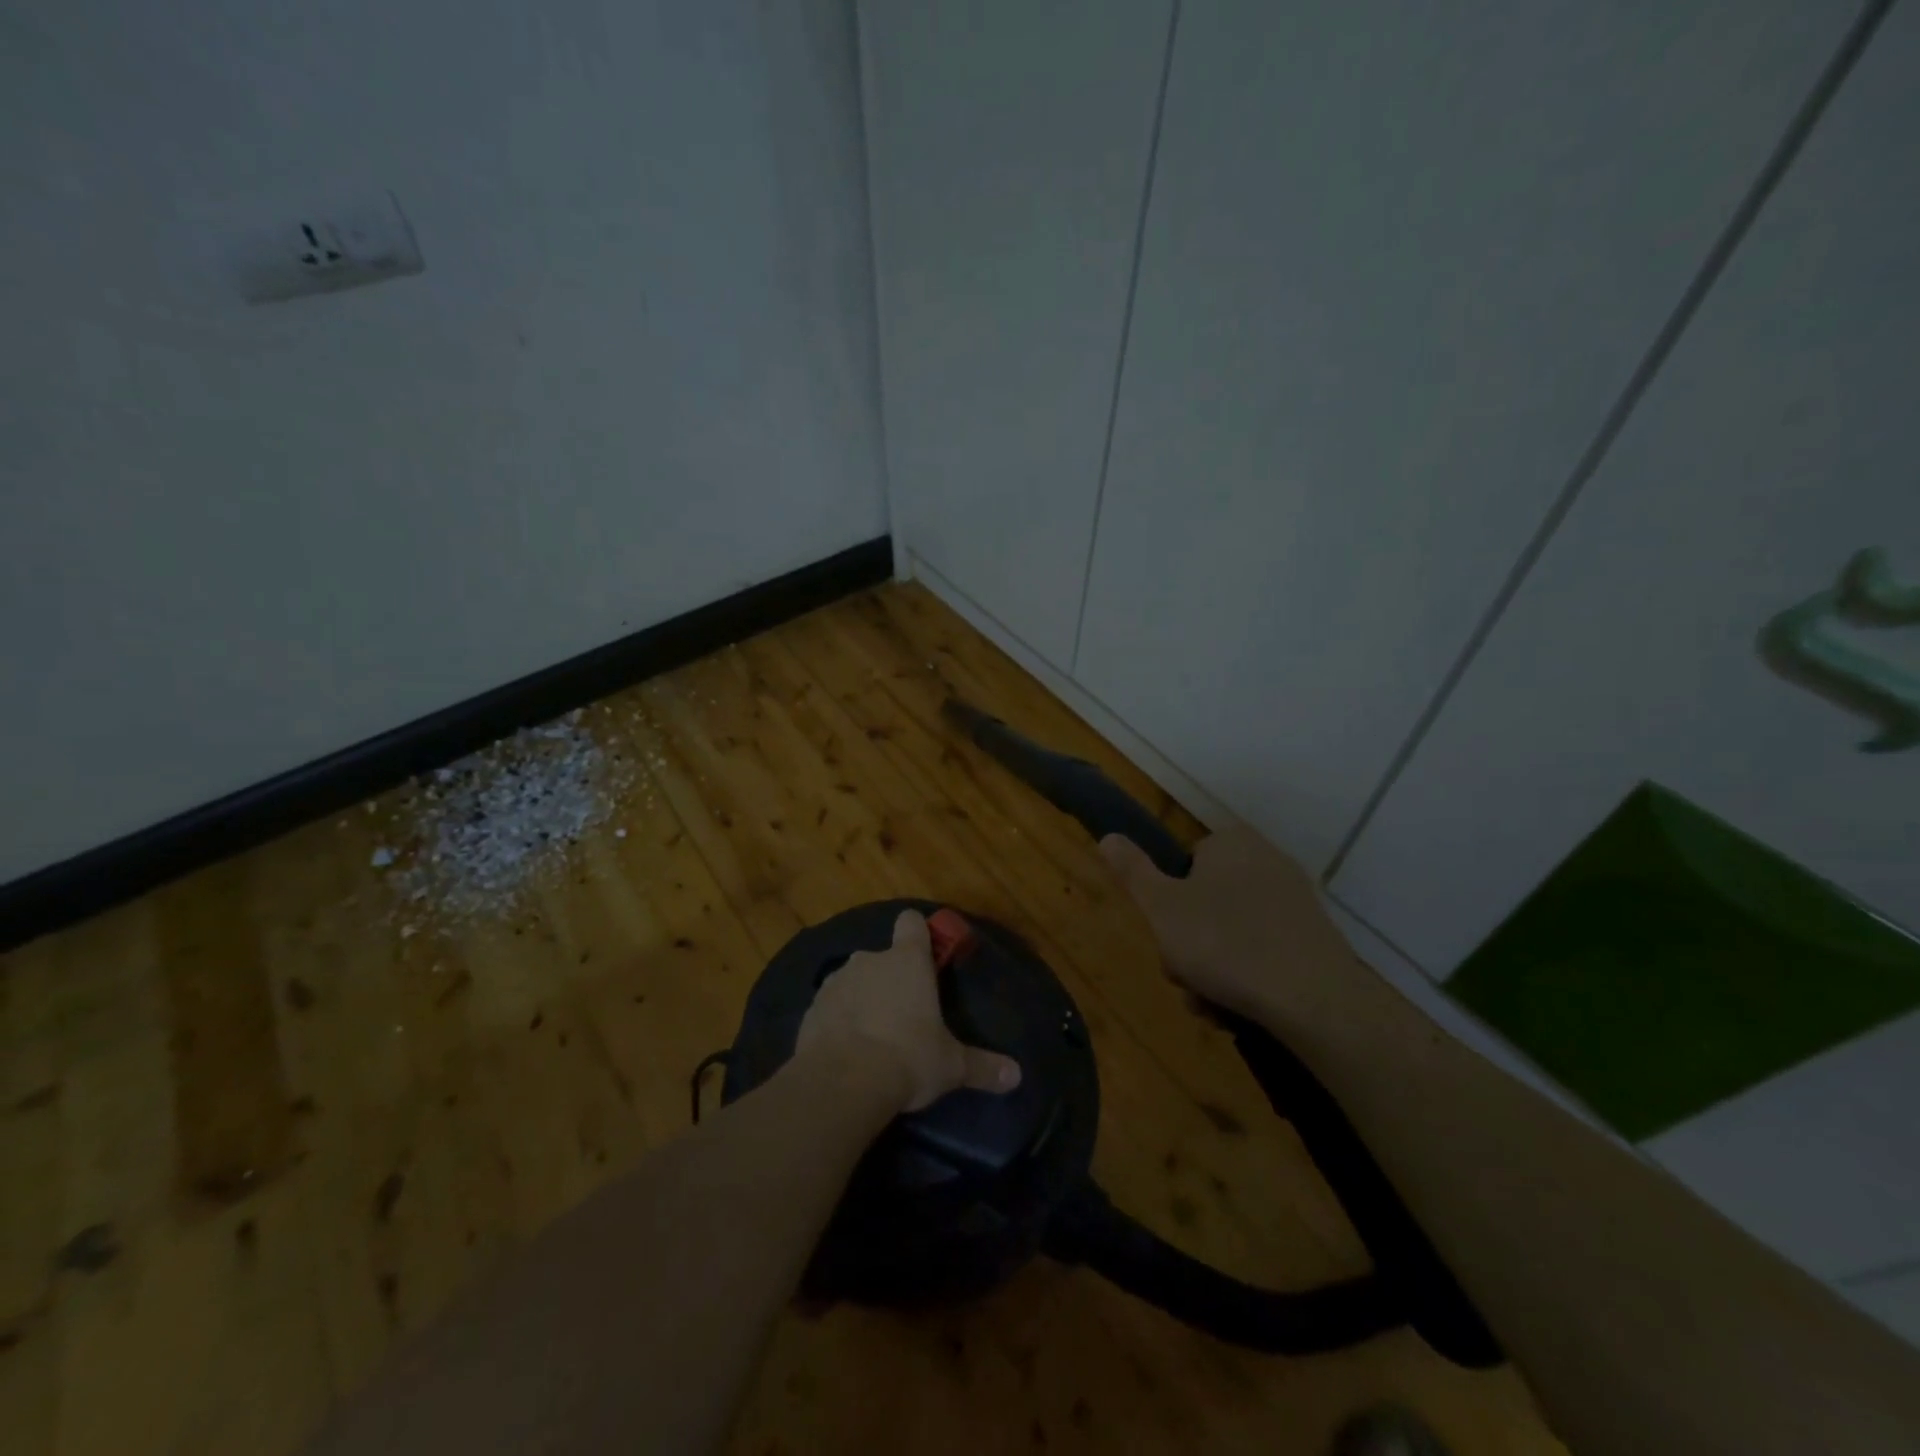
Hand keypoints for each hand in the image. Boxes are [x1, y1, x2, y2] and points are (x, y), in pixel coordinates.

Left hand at [797, 910, 1021, 1112]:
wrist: (843, 1081)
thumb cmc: (908, 1058)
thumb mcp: (951, 1066)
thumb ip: (983, 1066)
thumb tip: (1017, 1076)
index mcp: (908, 961)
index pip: (911, 923)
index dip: (917, 933)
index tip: (924, 953)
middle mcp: (870, 960)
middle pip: (882, 957)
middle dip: (890, 979)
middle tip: (902, 1014)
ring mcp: (837, 981)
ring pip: (854, 980)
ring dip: (861, 998)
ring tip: (871, 1036)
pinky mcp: (812, 1007)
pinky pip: (830, 1006)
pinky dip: (838, 1020)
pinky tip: (844, 1049)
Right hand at [1099, 824, 1352, 1026]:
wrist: (1314, 999)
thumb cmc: (1225, 943)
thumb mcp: (1161, 907)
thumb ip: (1132, 870)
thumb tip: (1108, 836)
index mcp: (1230, 843)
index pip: (1184, 864)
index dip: (1168, 903)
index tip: (1167, 936)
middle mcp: (1266, 859)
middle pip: (1206, 902)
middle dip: (1189, 944)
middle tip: (1185, 976)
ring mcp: (1294, 899)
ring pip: (1232, 932)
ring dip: (1212, 968)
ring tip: (1210, 1004)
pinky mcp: (1314, 937)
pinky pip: (1264, 951)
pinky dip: (1247, 976)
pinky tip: (1239, 1008)